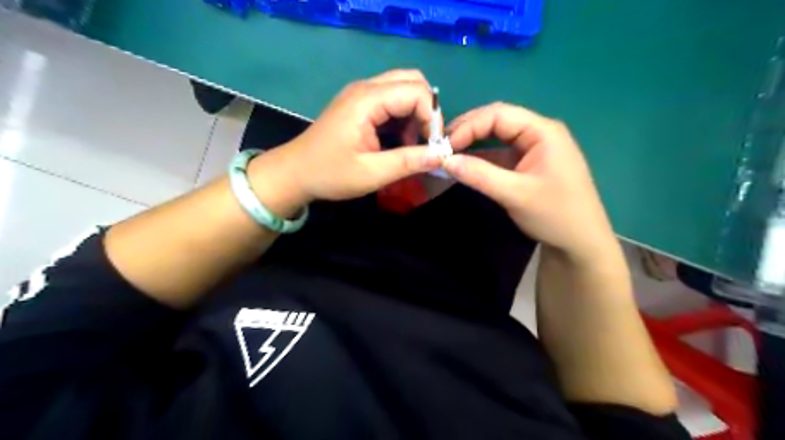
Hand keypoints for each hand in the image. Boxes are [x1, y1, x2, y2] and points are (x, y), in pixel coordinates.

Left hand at [251, 69, 446, 213]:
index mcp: (367, 100)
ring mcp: (361, 94)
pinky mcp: (360, 104)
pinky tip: (399, 141)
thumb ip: (408, 162)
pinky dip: (404, 118)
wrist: (294, 173)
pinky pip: (392, 100)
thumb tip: (441, 155)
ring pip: (404, 89)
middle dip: (427, 110)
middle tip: (426, 141)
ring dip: (416, 115)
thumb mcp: (372, 174)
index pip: (416, 92)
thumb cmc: (330, 174)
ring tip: (412, 145)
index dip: (432, 117)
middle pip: (412, 81)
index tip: (433, 147)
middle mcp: (365, 88)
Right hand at [444, 101, 615, 261]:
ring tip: (449, 153)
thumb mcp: (515, 194)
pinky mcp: (528, 164)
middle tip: (443, 145)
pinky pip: (501, 154)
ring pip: (497, 137)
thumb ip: (480, 175)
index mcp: (542, 131)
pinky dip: (482, 158)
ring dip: (473, 143)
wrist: (580, 242)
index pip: (499, 115)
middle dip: (469, 130)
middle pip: (498, 121)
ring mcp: (534, 149)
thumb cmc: (555, 215)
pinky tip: (465, 164)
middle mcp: (539, 133)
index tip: (445, 145)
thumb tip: (445, 161)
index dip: (469, 126)